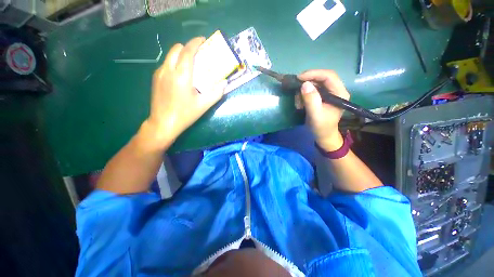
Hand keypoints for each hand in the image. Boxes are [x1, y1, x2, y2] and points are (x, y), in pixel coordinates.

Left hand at [145, 37, 226, 148]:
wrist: (163, 123)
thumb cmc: (185, 114)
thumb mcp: (204, 105)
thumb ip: (216, 93)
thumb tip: (224, 83)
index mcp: (181, 75)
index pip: (188, 51)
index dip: (196, 42)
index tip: (203, 40)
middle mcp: (168, 70)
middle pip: (177, 49)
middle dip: (188, 47)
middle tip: (198, 55)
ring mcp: (159, 73)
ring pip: (170, 55)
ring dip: (181, 55)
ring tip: (190, 65)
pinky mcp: (156, 79)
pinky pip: (166, 64)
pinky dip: (175, 63)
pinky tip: (181, 76)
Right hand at [298, 70, 349, 150]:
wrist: (322, 135)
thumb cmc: (321, 127)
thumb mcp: (315, 115)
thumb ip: (311, 100)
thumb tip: (304, 84)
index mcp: (340, 93)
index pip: (328, 76)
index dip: (314, 74)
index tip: (299, 78)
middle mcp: (336, 90)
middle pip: (321, 78)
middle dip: (306, 83)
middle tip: (295, 89)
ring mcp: (328, 93)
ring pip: (314, 84)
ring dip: (303, 91)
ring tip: (298, 103)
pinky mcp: (322, 96)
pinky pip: (311, 90)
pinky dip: (303, 95)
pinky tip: (300, 104)